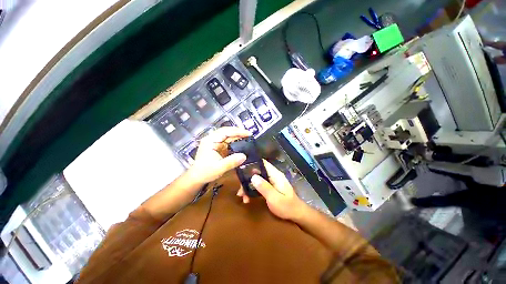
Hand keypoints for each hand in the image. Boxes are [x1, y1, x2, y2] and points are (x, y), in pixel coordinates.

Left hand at [187, 127, 249, 183]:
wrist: (197, 177)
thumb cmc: (205, 172)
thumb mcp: (219, 168)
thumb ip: (231, 162)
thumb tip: (244, 156)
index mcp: (210, 141)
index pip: (225, 132)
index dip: (237, 131)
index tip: (248, 133)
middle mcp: (212, 139)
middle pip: (227, 131)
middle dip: (238, 132)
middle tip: (249, 135)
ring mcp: (214, 142)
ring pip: (228, 135)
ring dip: (237, 136)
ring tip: (247, 137)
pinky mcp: (217, 146)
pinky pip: (227, 141)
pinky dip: (235, 141)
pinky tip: (241, 143)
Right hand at [238, 160, 305, 219]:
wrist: (297, 215)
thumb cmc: (287, 207)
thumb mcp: (275, 198)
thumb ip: (264, 187)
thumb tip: (252, 177)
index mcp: (275, 175)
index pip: (263, 163)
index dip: (252, 163)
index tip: (241, 169)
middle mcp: (273, 175)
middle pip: (257, 171)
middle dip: (247, 179)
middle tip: (240, 190)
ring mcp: (271, 181)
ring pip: (257, 179)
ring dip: (248, 186)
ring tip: (242, 196)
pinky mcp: (270, 187)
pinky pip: (259, 185)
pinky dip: (252, 190)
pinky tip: (247, 198)